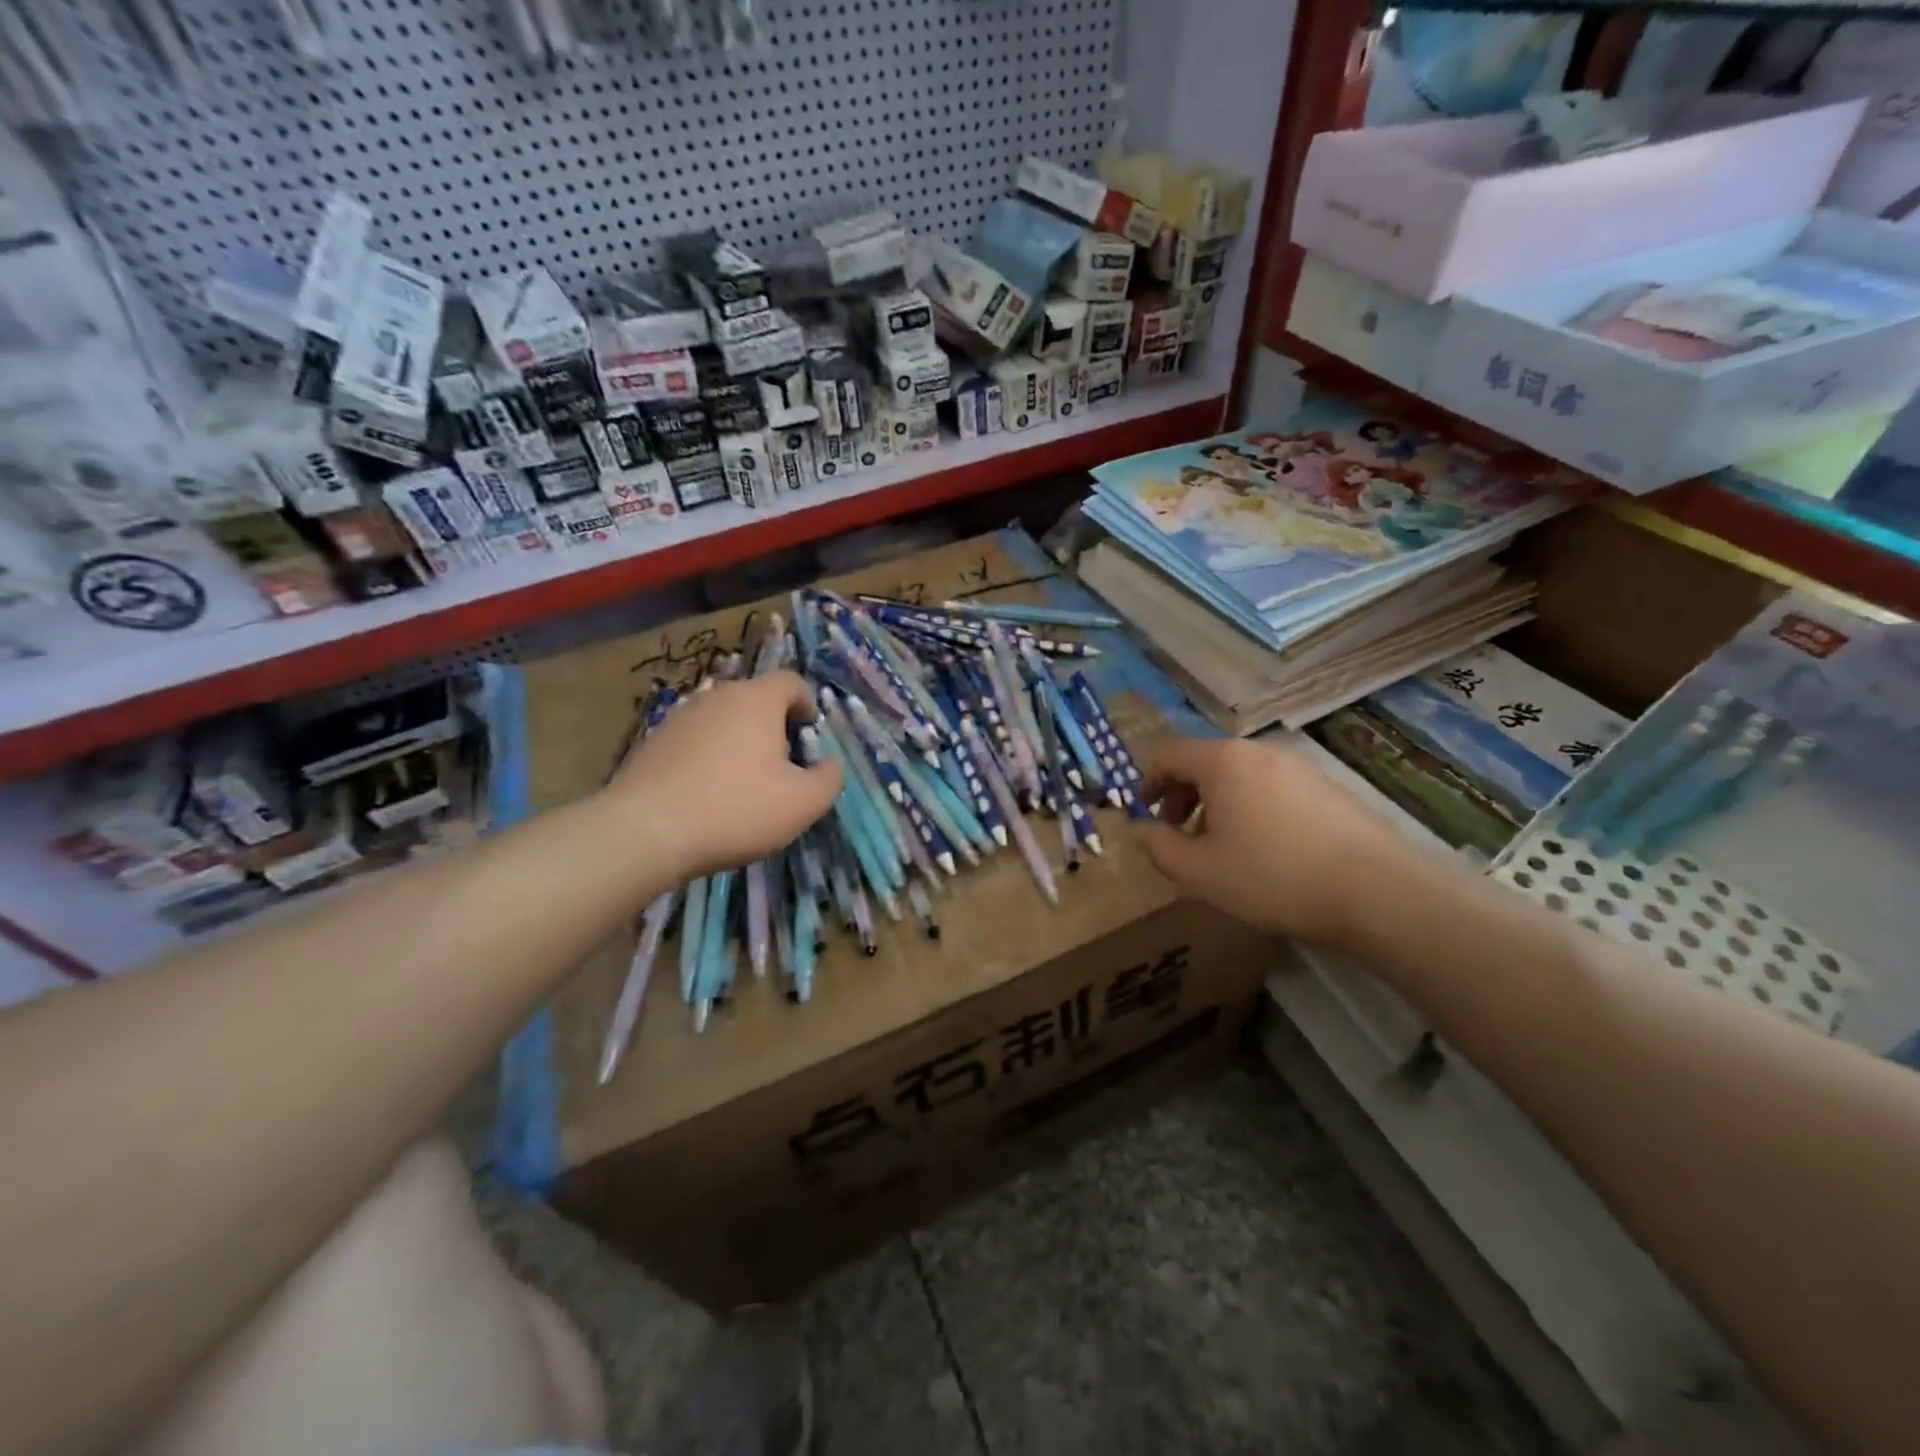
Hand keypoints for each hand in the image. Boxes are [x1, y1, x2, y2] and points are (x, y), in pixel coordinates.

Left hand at [608, 672, 841, 880]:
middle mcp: (717, 696)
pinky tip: (707, 795)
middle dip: (774, 726)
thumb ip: (829, 779)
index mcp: (757, 700)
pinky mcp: (652, 742)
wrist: (645, 831)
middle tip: (782, 766)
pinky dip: (708, 758)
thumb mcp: (803, 803)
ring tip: (743, 783)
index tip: (810, 736)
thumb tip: (830, 765)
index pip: (791, 682)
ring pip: (722, 720)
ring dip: (739, 742)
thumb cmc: (736, 809)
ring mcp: (679, 717)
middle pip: (755, 699)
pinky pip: (694, 741)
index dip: (808, 704)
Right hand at [1139, 738, 1414, 948]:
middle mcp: (1259, 752)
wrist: (1376, 892)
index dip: (1148, 781)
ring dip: (1217, 804)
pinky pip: (1271, 788)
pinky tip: (1262, 849)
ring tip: (1219, 846)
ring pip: (1240, 776)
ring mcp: (1299, 767)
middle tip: (1176, 832)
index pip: (1169, 755)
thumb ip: (1159, 848)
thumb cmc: (1272, 877)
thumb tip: (1142, 830)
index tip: (1144, 811)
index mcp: (1222, 761)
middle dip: (1182, 795)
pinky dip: (1251, 808)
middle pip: (1206, 763)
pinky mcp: (1328, 787)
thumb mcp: (1199, 873)